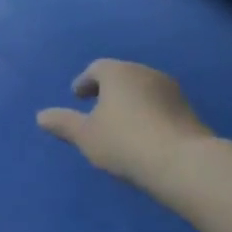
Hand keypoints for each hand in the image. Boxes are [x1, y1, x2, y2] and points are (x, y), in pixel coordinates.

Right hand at [36, 59, 217, 185]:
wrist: (185, 163)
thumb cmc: (125, 142)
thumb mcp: (86, 136)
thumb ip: (63, 123)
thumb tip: (41, 116)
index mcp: (117, 72)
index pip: (96, 69)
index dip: (84, 82)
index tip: (77, 97)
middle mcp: (145, 72)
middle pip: (121, 76)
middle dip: (108, 90)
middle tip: (97, 108)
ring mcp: (171, 90)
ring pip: (143, 90)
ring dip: (131, 102)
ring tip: (121, 124)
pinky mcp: (190, 111)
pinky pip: (160, 107)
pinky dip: (149, 115)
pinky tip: (145, 135)